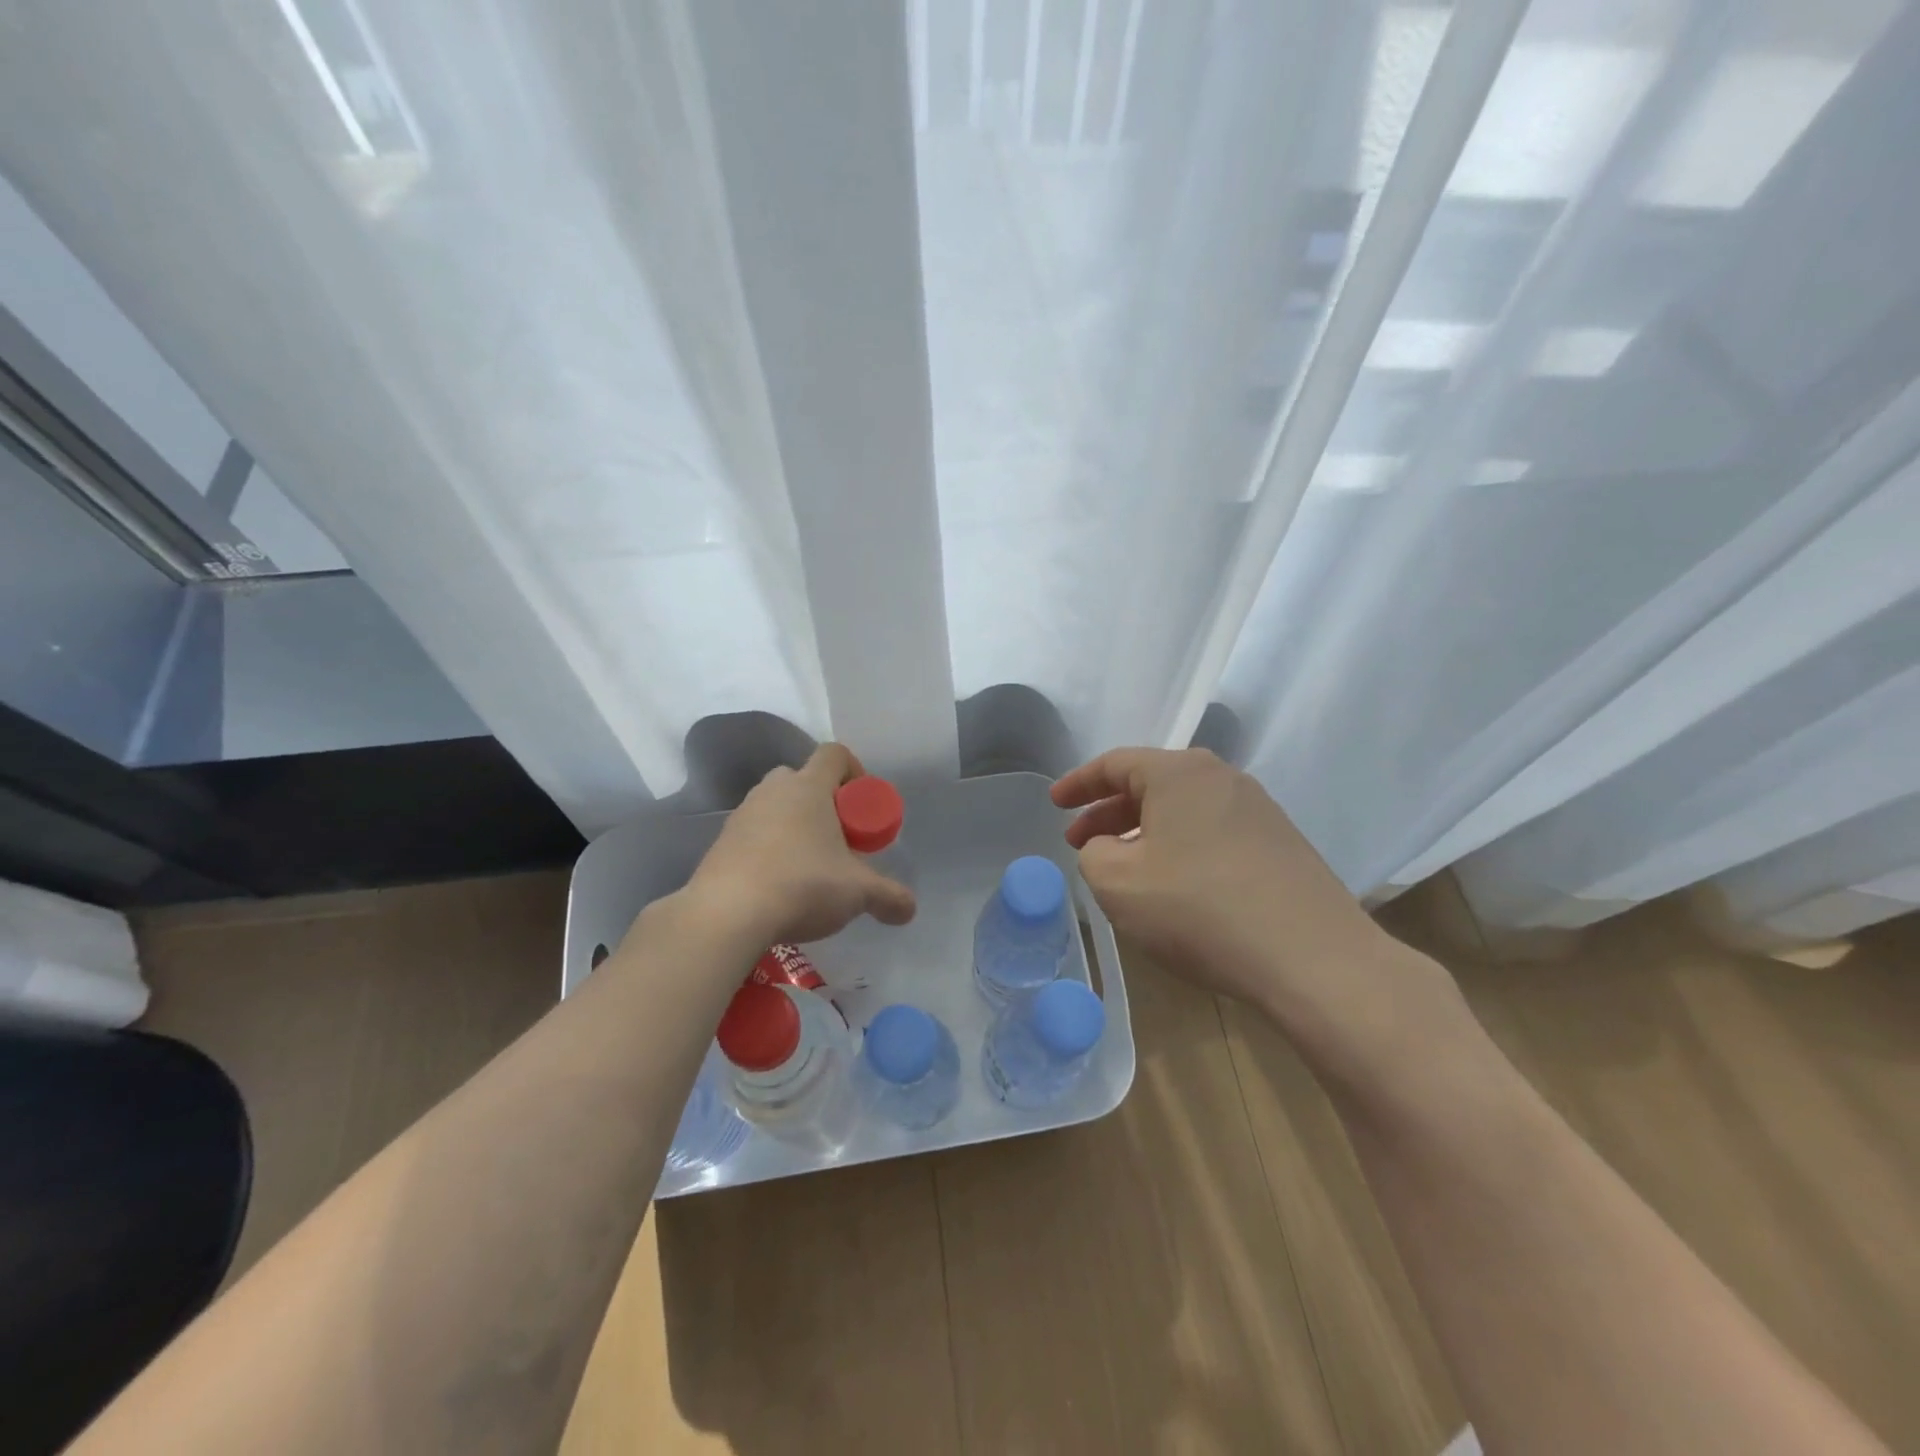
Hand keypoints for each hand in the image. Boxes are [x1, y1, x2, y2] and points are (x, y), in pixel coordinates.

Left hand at [687, 743, 915, 946]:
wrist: (726, 914)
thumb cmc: (802, 885)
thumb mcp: (858, 893)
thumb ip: (888, 897)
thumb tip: (910, 909)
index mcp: (809, 787)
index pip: (835, 754)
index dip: (854, 771)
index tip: (862, 805)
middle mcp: (773, 791)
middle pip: (802, 779)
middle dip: (823, 802)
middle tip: (838, 838)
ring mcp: (742, 815)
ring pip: (775, 806)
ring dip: (794, 826)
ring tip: (808, 867)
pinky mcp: (720, 843)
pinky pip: (752, 834)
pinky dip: (768, 850)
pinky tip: (778, 886)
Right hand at [1052, 748, 1386, 1013]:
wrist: (1313, 959)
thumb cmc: (1199, 910)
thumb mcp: (1117, 883)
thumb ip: (1094, 854)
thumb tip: (1110, 848)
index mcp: (1180, 772)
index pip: (1115, 763)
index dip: (1078, 783)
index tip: (1054, 803)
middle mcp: (1223, 778)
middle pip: (1151, 783)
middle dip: (1109, 811)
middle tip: (1080, 841)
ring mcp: (1259, 810)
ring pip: (1183, 810)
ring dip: (1144, 832)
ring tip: (1123, 866)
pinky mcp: (1281, 845)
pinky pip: (1212, 832)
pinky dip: (1180, 847)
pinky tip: (1174, 884)